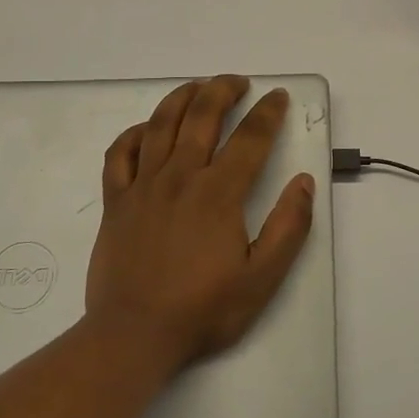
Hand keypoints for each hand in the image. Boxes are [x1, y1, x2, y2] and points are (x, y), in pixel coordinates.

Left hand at [85, 76, 315, 371]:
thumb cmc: (202, 309)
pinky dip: (133, 134)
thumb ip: (289, 227)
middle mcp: (179, 178)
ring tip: (197, 87)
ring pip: (159, 125)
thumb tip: (302, 182)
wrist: (134, 335)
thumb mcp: (262, 278)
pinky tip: (145, 129)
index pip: (249, 138)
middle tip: (238, 82)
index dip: (268, 112)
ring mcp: (142, 187)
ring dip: (181, 98)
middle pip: (201, 117)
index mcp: (218, 193)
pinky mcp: (115, 203)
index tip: (278, 96)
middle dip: (223, 91)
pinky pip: (119, 155)